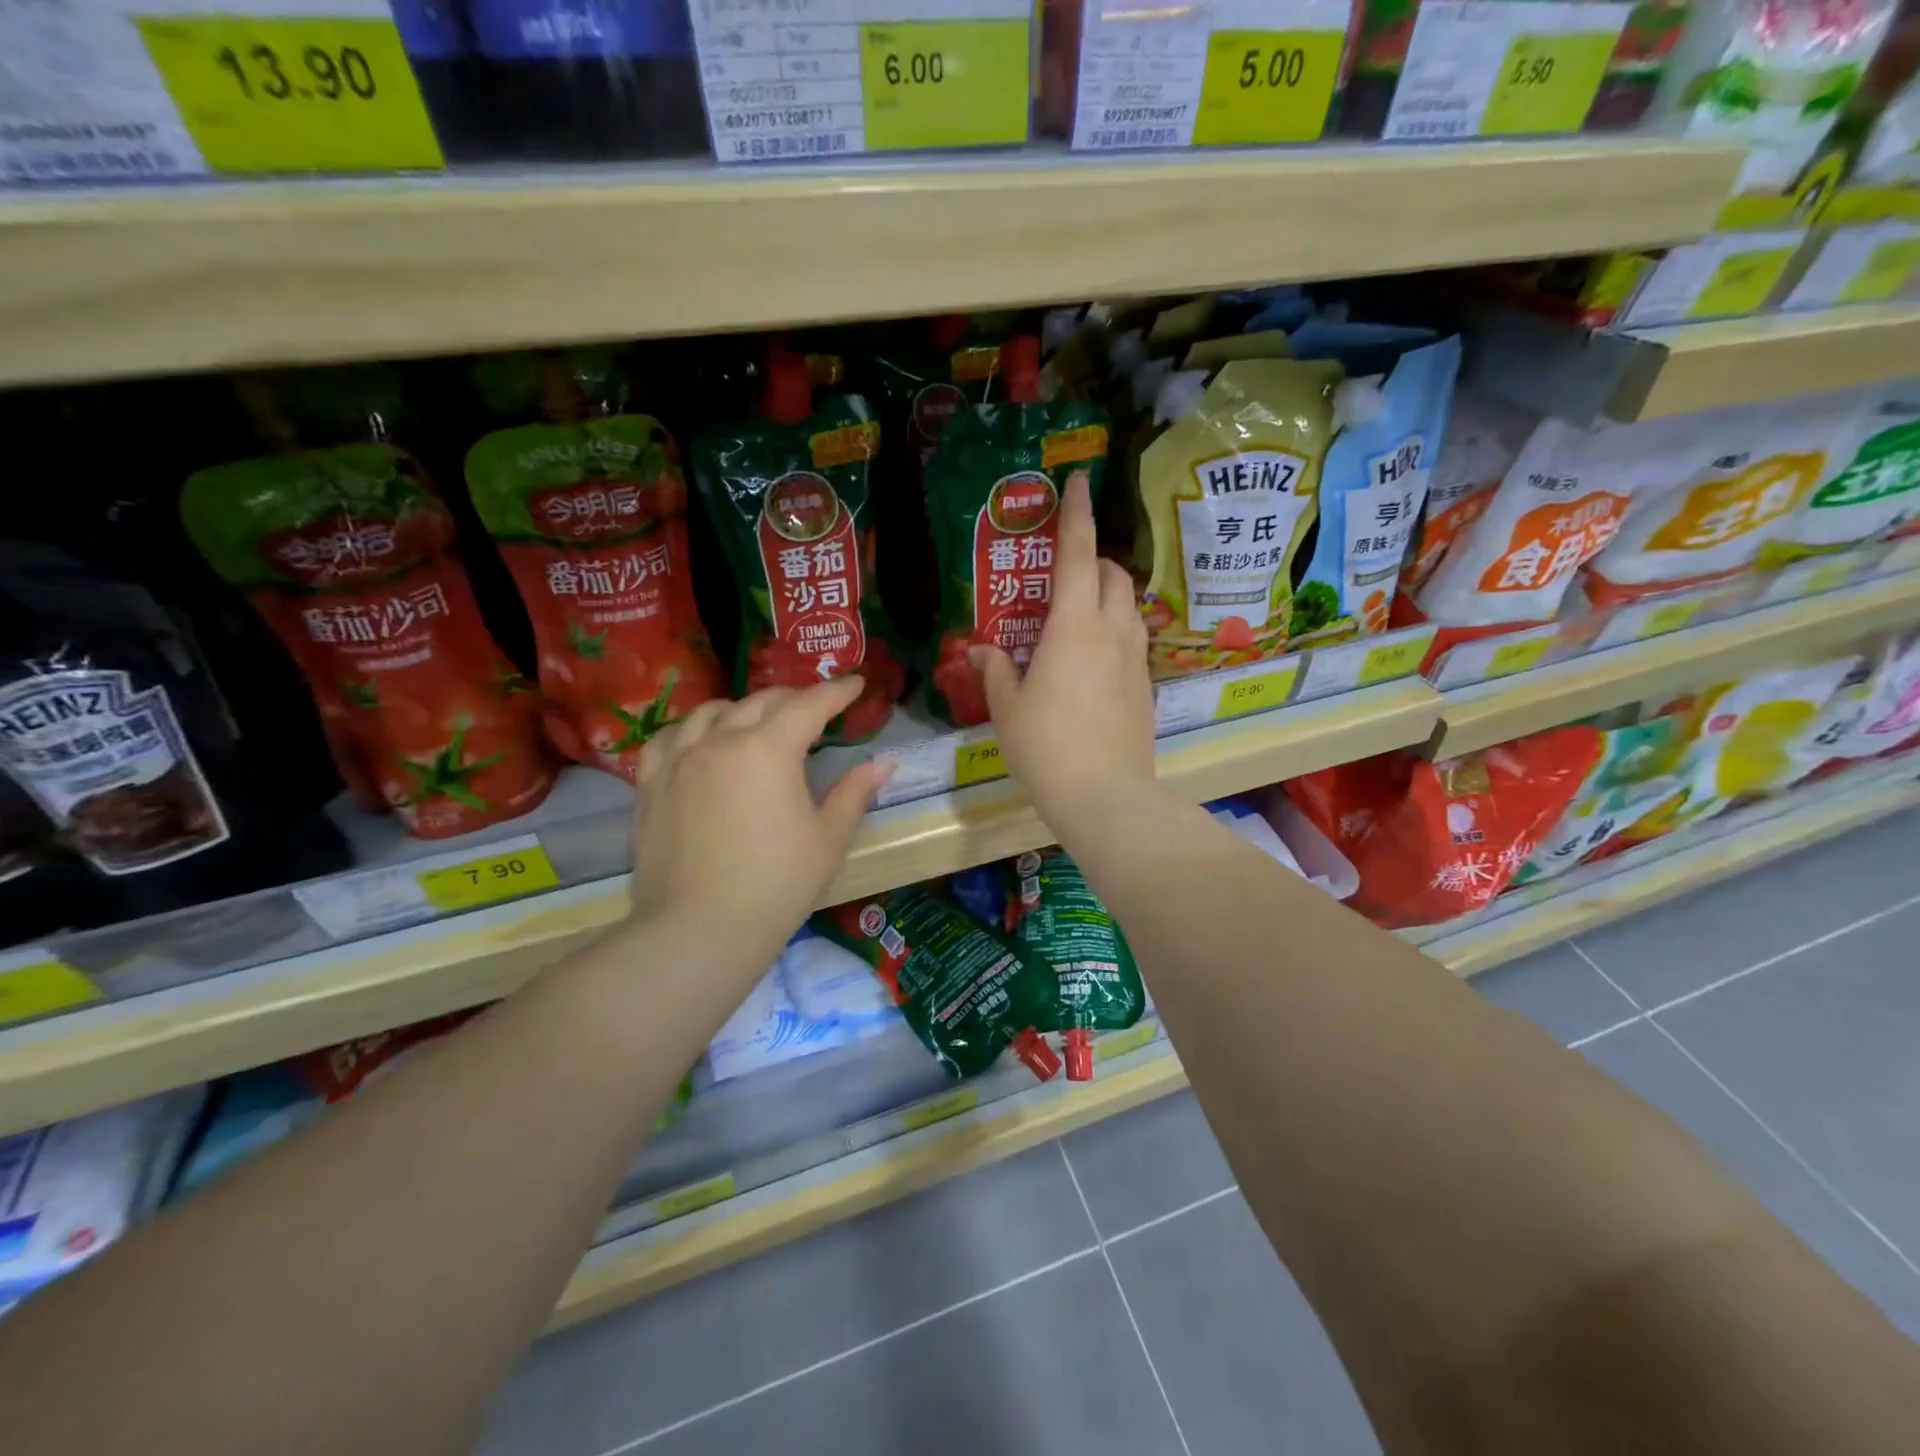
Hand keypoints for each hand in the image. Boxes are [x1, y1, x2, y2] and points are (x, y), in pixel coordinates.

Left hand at [632, 679, 891, 969]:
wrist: (699, 932)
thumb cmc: (777, 885)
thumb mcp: (828, 839)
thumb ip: (855, 793)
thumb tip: (883, 763)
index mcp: (769, 749)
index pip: (809, 705)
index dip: (836, 692)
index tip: (854, 684)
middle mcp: (721, 740)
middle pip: (761, 702)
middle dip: (794, 698)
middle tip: (815, 708)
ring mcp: (679, 760)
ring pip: (712, 711)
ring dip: (742, 708)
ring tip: (757, 721)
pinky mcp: (651, 784)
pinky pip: (669, 738)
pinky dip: (692, 729)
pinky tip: (700, 741)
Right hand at [971, 468, 1156, 831]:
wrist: (1106, 797)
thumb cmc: (1046, 748)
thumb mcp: (1007, 709)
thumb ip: (996, 672)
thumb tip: (984, 652)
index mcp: (1074, 626)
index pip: (1079, 554)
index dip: (1077, 514)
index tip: (1079, 481)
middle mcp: (1112, 631)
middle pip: (1113, 574)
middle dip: (1094, 559)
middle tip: (1065, 573)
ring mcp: (1136, 659)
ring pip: (1129, 605)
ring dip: (1108, 594)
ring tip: (1080, 614)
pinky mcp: (1147, 686)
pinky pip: (1134, 639)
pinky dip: (1116, 630)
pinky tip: (1094, 659)